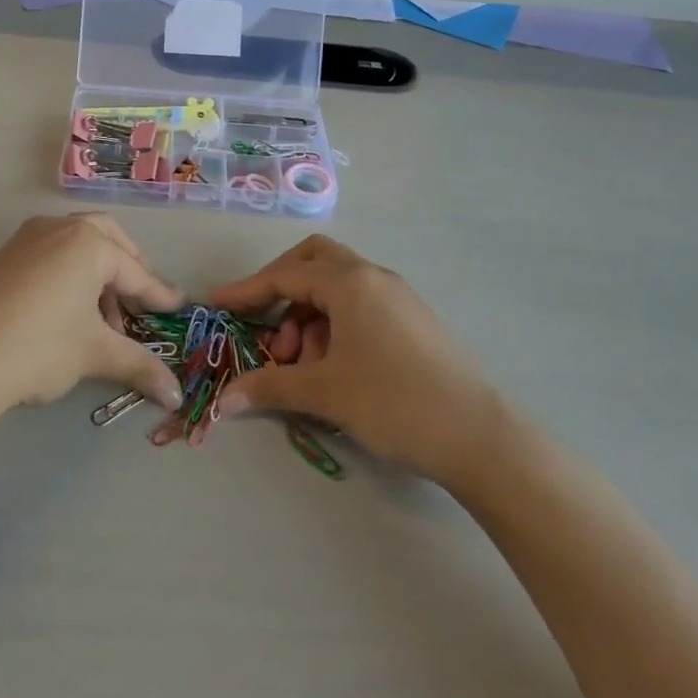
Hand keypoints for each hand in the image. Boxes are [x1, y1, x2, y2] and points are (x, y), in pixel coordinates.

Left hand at [0, 214, 186, 434]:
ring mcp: (25, 240)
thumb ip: (138, 366)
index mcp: (88, 242)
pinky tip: (64, 317)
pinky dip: (67, 278)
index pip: (136, 272)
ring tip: (100, 324)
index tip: (179, 308)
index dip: (159, 296)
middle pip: (106, 240)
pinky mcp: (1, 258)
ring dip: (96, 277)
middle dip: (127, 270)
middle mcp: (58, 228)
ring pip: (74, 247)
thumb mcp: (93, 354)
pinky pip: (48, 258)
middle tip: (137, 304)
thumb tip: (175, 393)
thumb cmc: (36, 348)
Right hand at [211, 235, 506, 481]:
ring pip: (337, 285)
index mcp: (349, 282)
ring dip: (309, 314)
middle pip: (314, 260)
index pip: (285, 275)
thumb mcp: (326, 393)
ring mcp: (396, 295)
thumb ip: (271, 387)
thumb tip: (224, 400)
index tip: (218, 304)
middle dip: (282, 287)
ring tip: (302, 364)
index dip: (248, 290)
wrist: (479, 436)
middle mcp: (372, 276)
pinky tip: (333, 366)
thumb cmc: (394, 402)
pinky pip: (359, 304)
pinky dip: (334, 323)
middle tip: (265, 323)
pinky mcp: (411, 318)